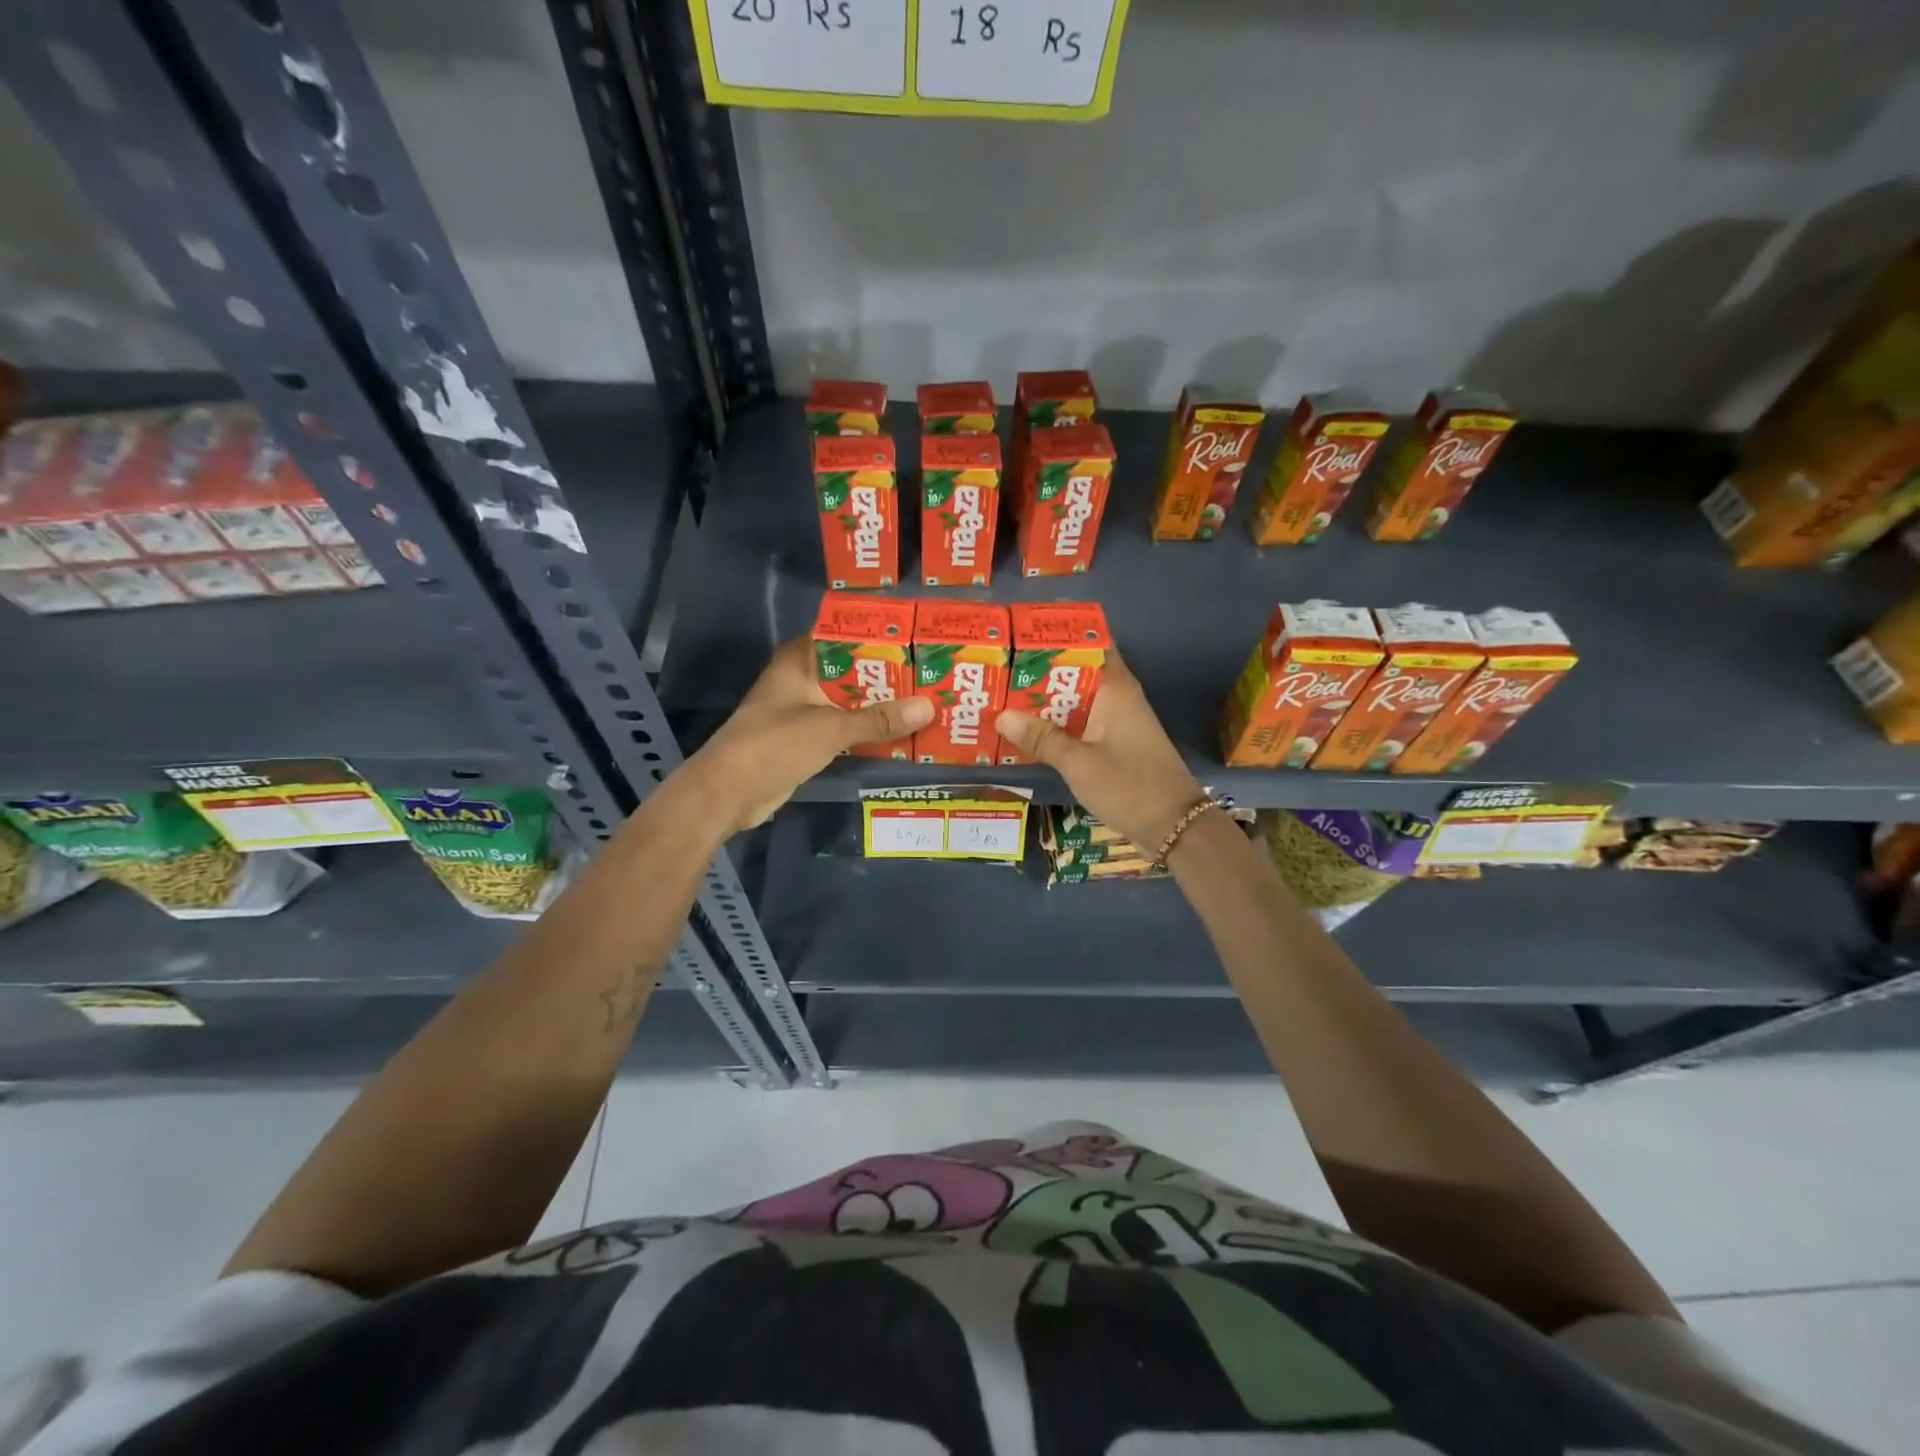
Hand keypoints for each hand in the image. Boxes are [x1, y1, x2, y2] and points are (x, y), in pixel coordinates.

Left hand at [685, 637, 932, 832]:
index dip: (879, 635)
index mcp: (801, 660)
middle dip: (889, 675)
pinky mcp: (807, 739)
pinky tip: (901, 733)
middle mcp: (802, 679)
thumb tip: (929, 706)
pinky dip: (868, 730)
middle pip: (853, 669)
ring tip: (928, 702)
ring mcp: (804, 710)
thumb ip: (879, 719)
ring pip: (851, 700)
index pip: (845, 634)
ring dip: (881, 705)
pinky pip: (845, 727)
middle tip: (934, 674)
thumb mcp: (831, 728)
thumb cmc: (774, 745)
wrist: (728, 793)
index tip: (918, 639)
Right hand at [995, 649, 1204, 852]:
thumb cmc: (1129, 786)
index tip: (1021, 633)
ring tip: (1004, 695)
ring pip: (1077, 698)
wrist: (1175, 826)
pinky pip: (1082, 721)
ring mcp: (1119, 720)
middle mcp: (1118, 696)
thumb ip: (1041, 738)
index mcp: (1115, 688)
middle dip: (1041, 670)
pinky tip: (1030, 730)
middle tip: (999, 667)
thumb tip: (1001, 715)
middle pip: (1076, 671)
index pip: (1088, 643)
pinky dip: (1059, 722)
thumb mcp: (1078, 763)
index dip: (1057, 635)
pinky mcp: (1117, 741)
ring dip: (1047, 699)